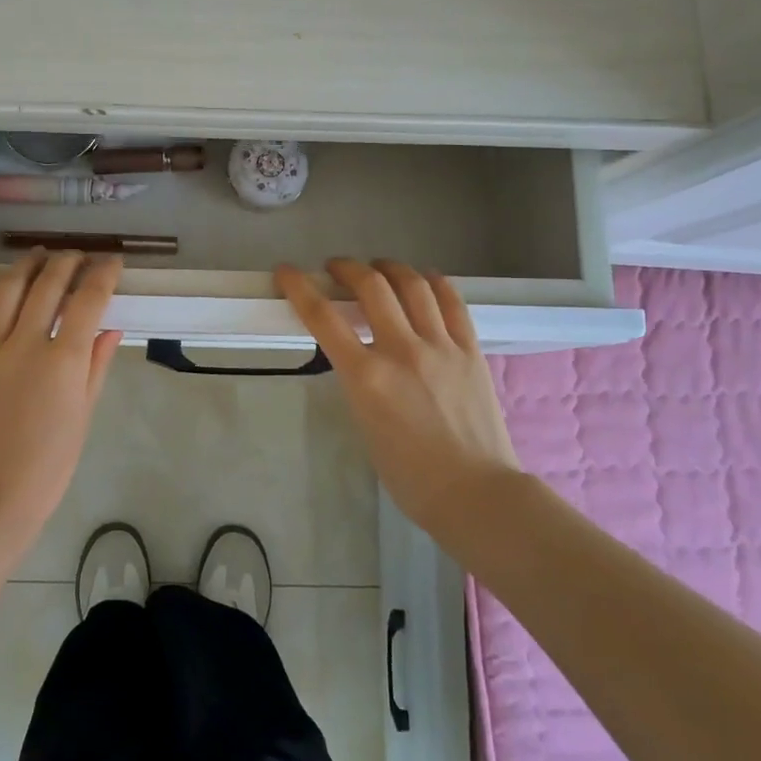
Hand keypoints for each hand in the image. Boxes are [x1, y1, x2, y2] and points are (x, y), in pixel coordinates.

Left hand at [0, 251, 123, 540]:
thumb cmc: (47, 466)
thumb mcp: (83, 416)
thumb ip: (96, 366)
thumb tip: (110, 328)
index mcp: (64, 362)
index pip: (89, 300)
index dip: (104, 274)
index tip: (111, 262)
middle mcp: (25, 345)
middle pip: (49, 285)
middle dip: (68, 262)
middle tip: (78, 256)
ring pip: (7, 289)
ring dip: (27, 265)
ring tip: (40, 255)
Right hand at [276, 258, 520, 530]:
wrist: (474, 492)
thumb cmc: (409, 474)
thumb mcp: (365, 423)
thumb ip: (359, 381)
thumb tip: (360, 354)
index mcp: (367, 377)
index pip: (323, 317)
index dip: (299, 288)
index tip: (287, 272)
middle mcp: (402, 351)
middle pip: (371, 286)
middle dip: (347, 268)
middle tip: (337, 268)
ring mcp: (440, 346)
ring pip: (413, 285)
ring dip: (390, 268)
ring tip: (379, 268)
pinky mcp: (470, 350)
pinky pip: (452, 302)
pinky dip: (433, 282)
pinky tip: (424, 279)